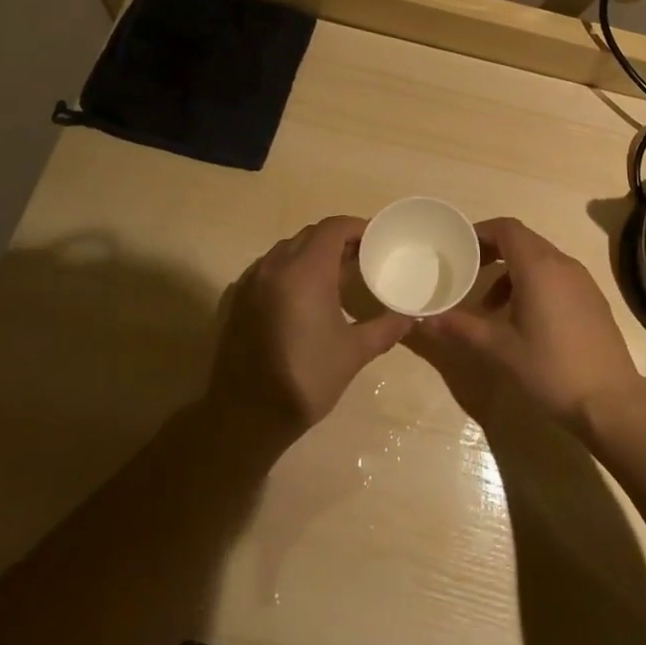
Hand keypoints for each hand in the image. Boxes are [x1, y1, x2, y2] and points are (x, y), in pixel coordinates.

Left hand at [206, 216, 412, 448]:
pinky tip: (302, 299)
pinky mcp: (235, 298)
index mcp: (304, 271)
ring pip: (286, 250)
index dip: (357, 228)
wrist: (245, 416)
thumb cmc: (305, 380)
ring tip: (334, 278)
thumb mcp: (354, 353)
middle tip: (361, 259)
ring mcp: (250, 281)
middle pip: (310, 235)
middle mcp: (274, 266)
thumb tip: (410, 316)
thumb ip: (386, 328)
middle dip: (337, 240)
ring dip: (311, 255)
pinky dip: (288, 271)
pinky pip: (267, 269)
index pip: (333, 228)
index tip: (376, 240)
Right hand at [426, 218, 644, 432]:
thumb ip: (461, 328)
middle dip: (492, 251)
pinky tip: (523, 320)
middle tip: (467, 271)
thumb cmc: (551, 369)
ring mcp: (582, 281)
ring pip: (540, 259)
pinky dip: (533, 284)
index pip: (506, 228)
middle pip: (523, 241)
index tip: (458, 248)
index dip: (480, 232)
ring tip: (490, 306)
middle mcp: (562, 264)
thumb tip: (424, 320)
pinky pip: (556, 276)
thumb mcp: (500, 349)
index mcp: (538, 267)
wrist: (611, 401)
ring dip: (511, 272)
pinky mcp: (592, 299)